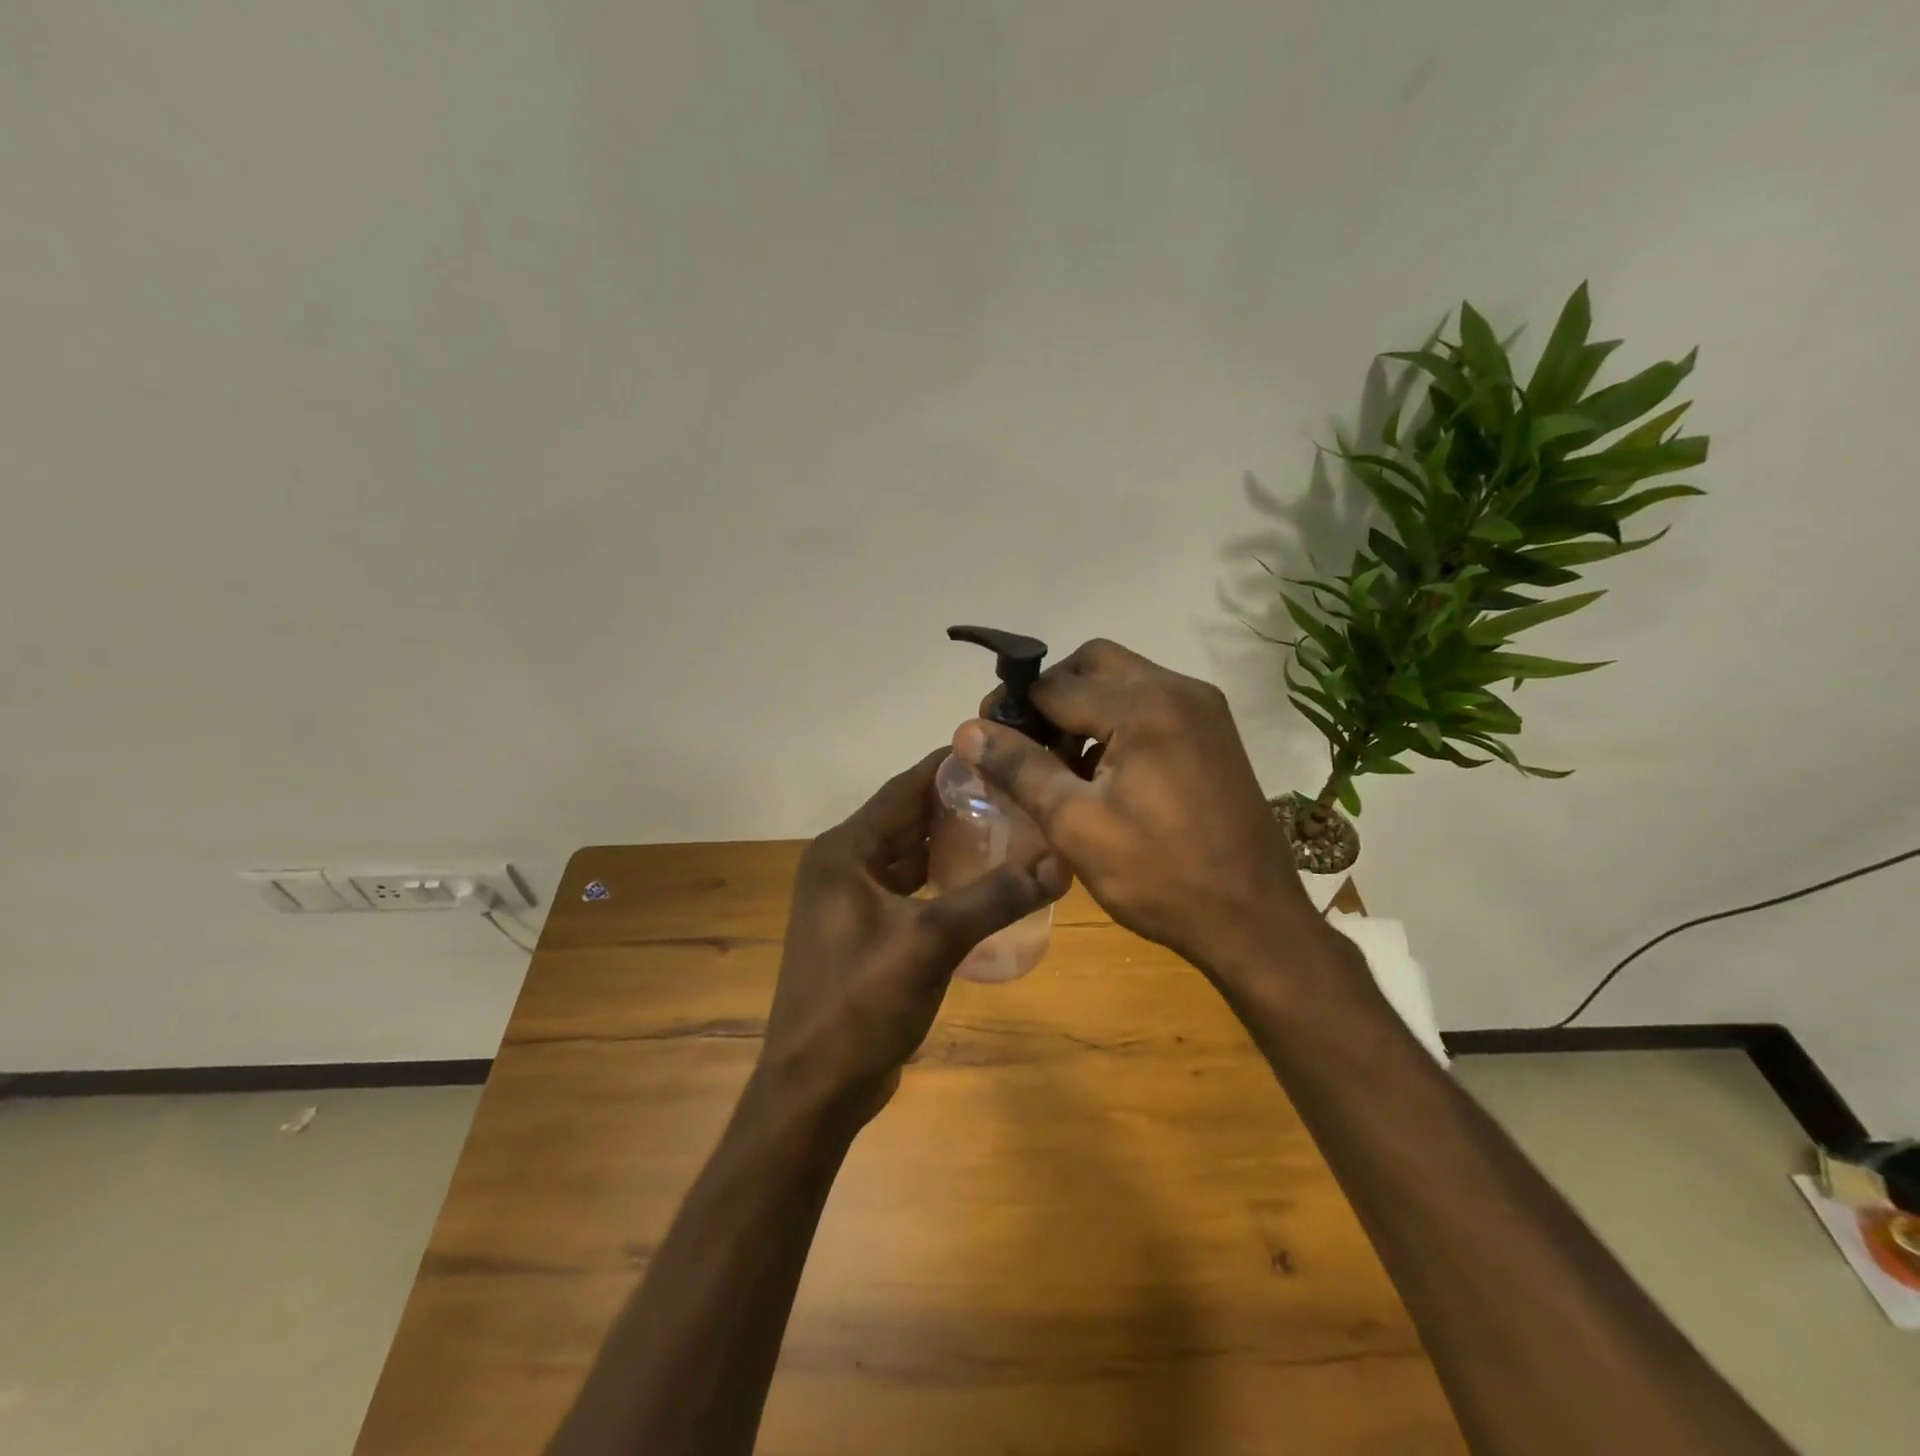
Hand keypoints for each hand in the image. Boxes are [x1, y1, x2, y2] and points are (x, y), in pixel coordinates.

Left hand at [760, 749, 1069, 1121]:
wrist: (814, 1089)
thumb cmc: (860, 1006)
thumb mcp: (931, 943)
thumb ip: (994, 898)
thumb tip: (1060, 863)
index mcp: (844, 851)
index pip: (905, 788)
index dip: (951, 766)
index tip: (1002, 748)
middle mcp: (842, 864)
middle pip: (908, 818)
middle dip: (959, 803)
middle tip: (1018, 789)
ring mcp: (850, 899)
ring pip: (910, 853)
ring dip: (952, 841)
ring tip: (1011, 826)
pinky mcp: (863, 929)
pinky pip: (909, 887)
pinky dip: (942, 878)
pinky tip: (982, 880)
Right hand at [955, 640, 1326, 982]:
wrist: (1254, 921)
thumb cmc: (1159, 876)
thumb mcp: (1076, 825)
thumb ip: (1020, 769)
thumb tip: (968, 731)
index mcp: (1144, 706)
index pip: (1056, 685)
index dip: (1014, 711)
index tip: (990, 745)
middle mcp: (1178, 689)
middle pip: (1094, 665)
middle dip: (1052, 697)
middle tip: (1026, 745)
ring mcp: (1203, 709)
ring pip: (1123, 683)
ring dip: (1084, 710)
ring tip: (1060, 767)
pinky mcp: (1214, 733)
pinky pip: (1151, 705)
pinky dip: (1117, 724)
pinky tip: (1103, 774)